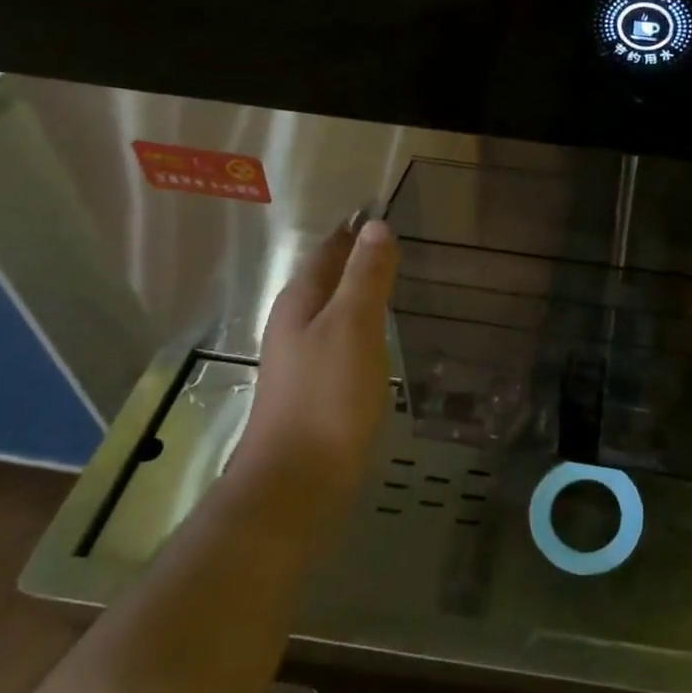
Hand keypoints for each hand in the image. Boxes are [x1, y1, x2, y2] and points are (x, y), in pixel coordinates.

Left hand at [240, 219, 400, 531]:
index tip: (382, 210)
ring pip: (334, 310)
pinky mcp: (316, 389)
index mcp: (301, 301)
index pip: (329, 249)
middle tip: (396, 242)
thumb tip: (375, 225)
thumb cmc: (327, 395)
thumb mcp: (353, 325)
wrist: (297, 482)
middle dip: (356, 258)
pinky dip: (362, 326)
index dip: (354, 230)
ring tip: (393, 281)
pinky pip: (341, 340)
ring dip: (359, 292)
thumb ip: (365, 276)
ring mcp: (302, 359)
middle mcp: (295, 324)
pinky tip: (379, 336)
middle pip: (328, 278)